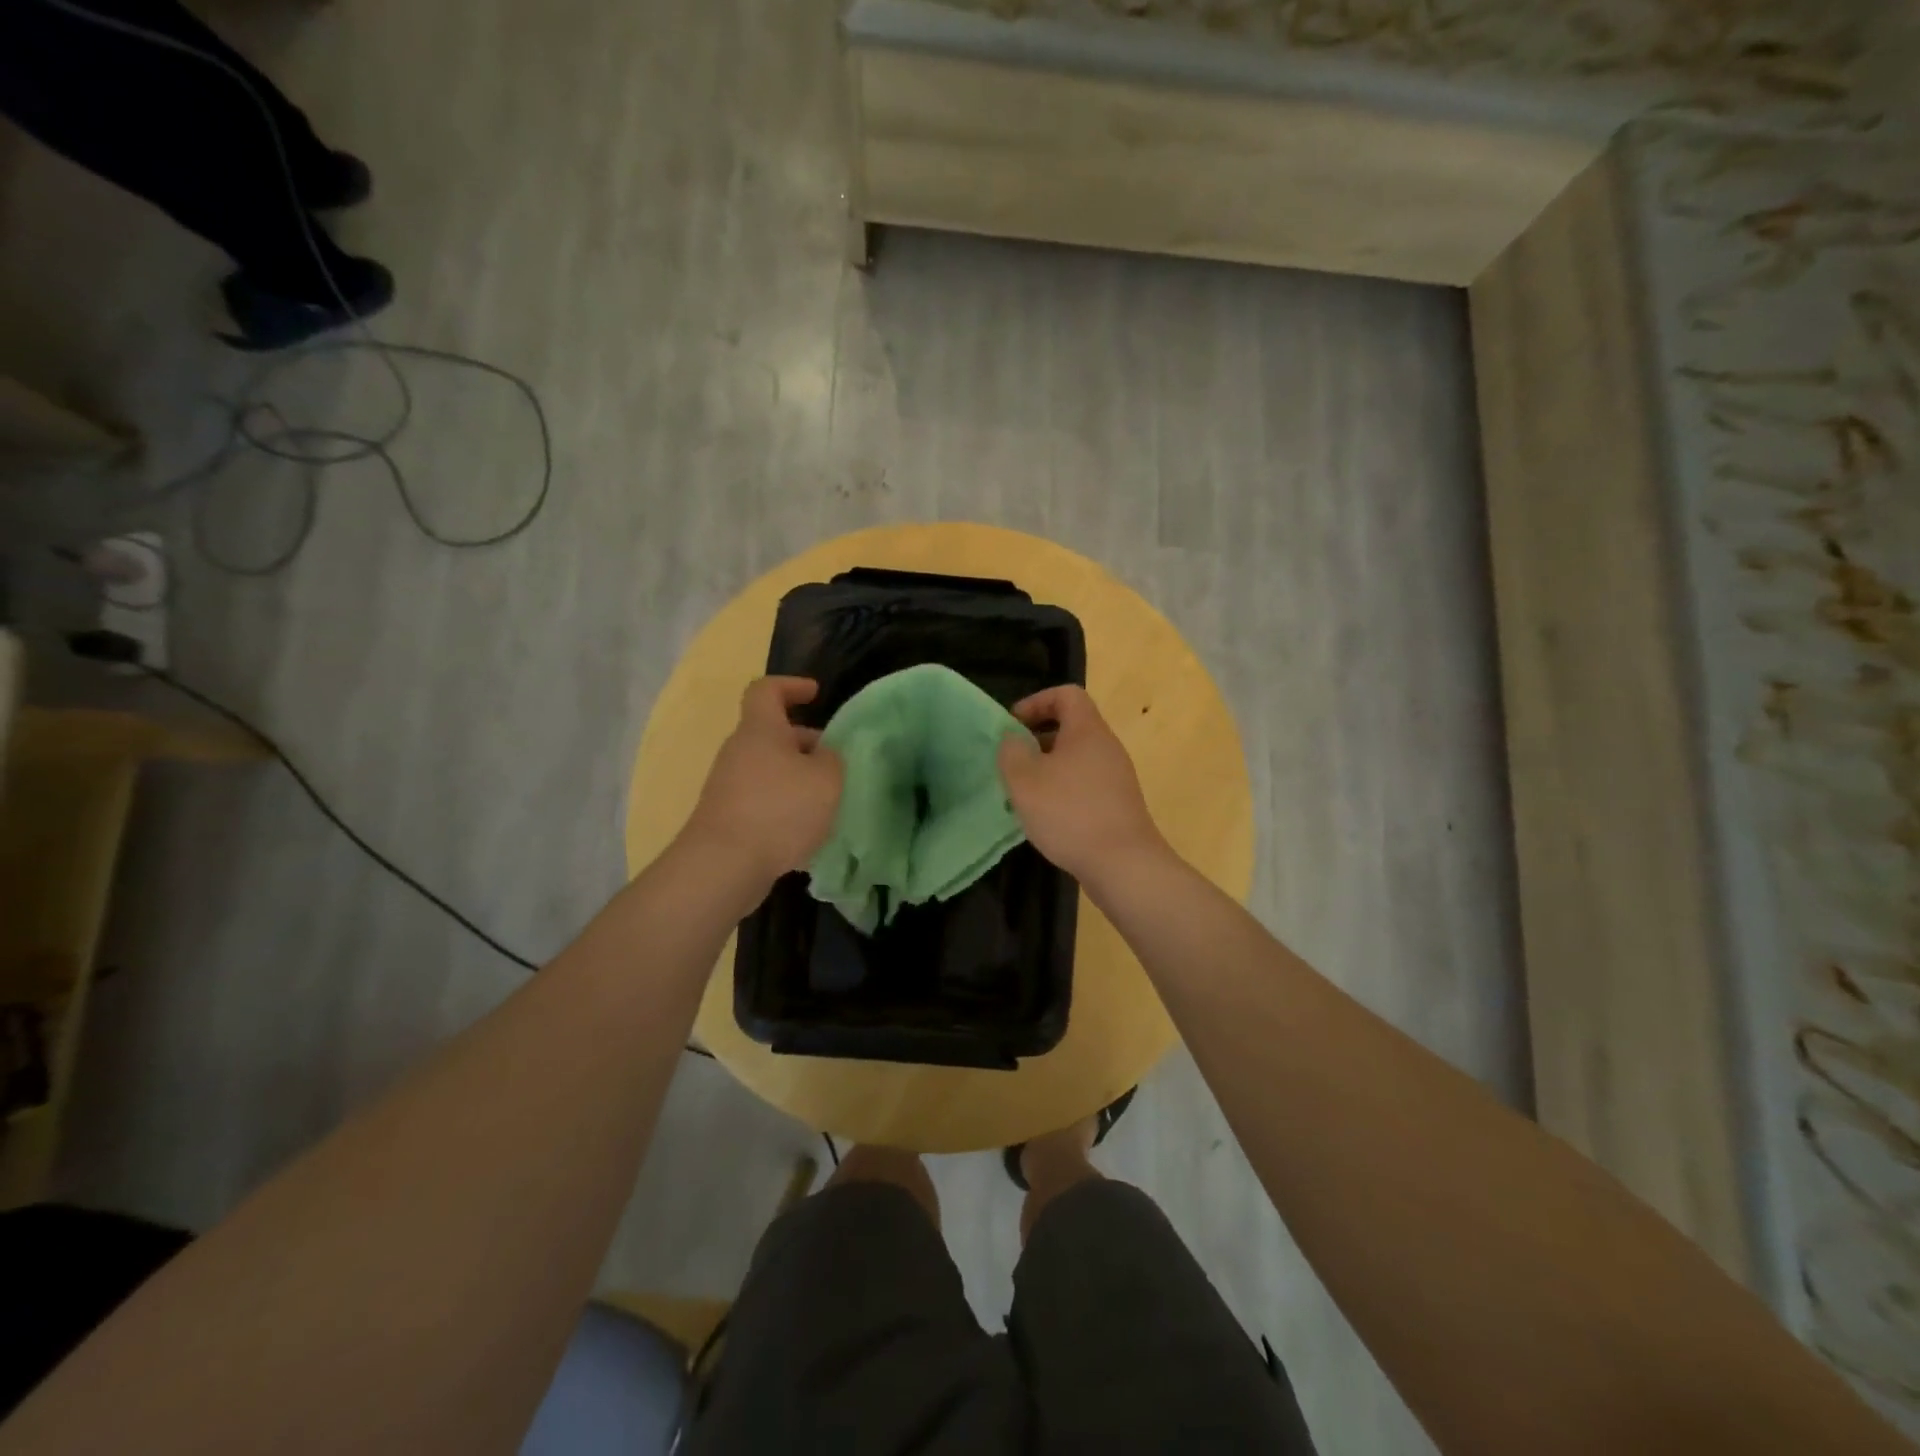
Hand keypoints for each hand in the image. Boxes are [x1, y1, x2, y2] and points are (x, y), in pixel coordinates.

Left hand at [681, 677, 842, 888]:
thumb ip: (832, 760)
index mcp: (761, 730)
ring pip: (769, 770)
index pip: (767, 690)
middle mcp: (739, 752)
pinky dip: (784, 808)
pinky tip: (805, 833)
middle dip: (805, 744)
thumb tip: (824, 757)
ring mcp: (728, 786)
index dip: (791, 686)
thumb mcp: (826, 780)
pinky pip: (762, 801)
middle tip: (834, 762)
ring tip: (826, 802)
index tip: (815, 693)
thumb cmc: (779, 810)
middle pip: (772, 735)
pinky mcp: (726, 817)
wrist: (724, 865)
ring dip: (797, 779)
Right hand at [997, 685, 1167, 884]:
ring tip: (1023, 795)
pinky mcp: (1118, 805)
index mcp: (1088, 731)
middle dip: (1036, 740)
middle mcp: (1107, 748)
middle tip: (1012, 763)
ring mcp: (1116, 778)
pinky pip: (1084, 785)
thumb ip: (1011, 751)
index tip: (1013, 726)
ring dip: (1047, 770)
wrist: (1124, 865)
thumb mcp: (1025, 780)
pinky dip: (1062, 792)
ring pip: (1075, 760)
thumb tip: (1012, 738)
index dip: (1036, 702)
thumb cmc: (1070, 813)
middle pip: (1071, 728)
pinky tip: (1046, 819)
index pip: (1066, 694)